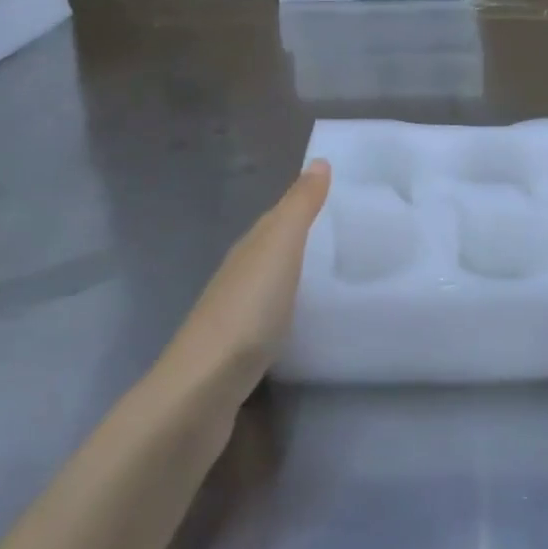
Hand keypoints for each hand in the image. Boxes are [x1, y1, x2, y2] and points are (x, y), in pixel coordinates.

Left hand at [161, 159, 331, 403]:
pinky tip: (302, 323)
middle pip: (271, 249)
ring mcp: (233, 316)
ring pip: (268, 284)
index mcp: (249, 248)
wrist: (203, 388)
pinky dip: (286, 312)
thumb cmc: (248, 310)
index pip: (277, 217)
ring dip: (292, 278)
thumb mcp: (280, 248)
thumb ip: (300, 207)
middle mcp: (237, 275)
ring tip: (331, 279)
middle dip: (300, 241)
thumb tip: (319, 160)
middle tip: (344, 239)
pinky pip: (268, 319)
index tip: (337, 200)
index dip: (302, 205)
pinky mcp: (236, 353)